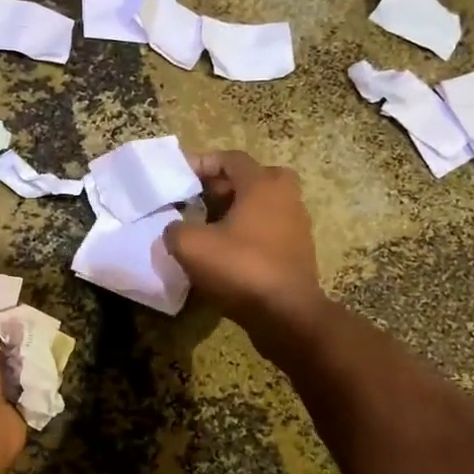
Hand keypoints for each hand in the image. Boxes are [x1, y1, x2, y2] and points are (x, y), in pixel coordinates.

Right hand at [164, 151, 324, 330]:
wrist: (287, 314)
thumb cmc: (241, 268)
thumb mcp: (191, 246)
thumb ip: (175, 229)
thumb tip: (175, 229)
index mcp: (263, 184)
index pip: (231, 159)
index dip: (202, 163)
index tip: (180, 176)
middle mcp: (286, 197)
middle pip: (252, 179)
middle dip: (223, 186)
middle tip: (198, 200)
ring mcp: (297, 225)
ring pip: (261, 206)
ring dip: (236, 211)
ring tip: (207, 228)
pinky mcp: (298, 252)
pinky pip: (268, 231)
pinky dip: (248, 234)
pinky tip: (226, 253)